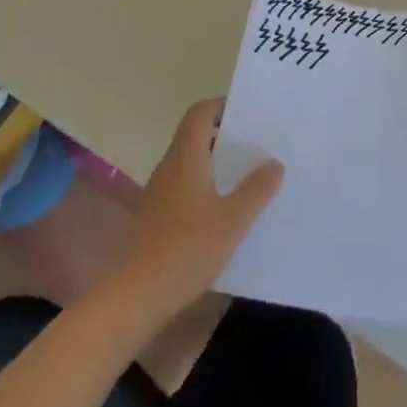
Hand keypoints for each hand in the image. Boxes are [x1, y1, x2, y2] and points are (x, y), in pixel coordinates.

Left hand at [105, 98, 282, 319]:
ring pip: (192, 165)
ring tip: (250, 177)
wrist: (133, 300)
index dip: (223, 106)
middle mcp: (169, 169)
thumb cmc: (186, 249)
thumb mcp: (233, 219)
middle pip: (197, 137)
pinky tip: (228, 213)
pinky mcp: (155, 221)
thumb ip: (256, 188)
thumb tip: (273, 163)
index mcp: (186, 157)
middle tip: (259, 145)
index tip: (250, 114)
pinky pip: (186, 191)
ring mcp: (159, 196)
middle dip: (227, 137)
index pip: (200, 113)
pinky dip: (207, 190)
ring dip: (218, 166)